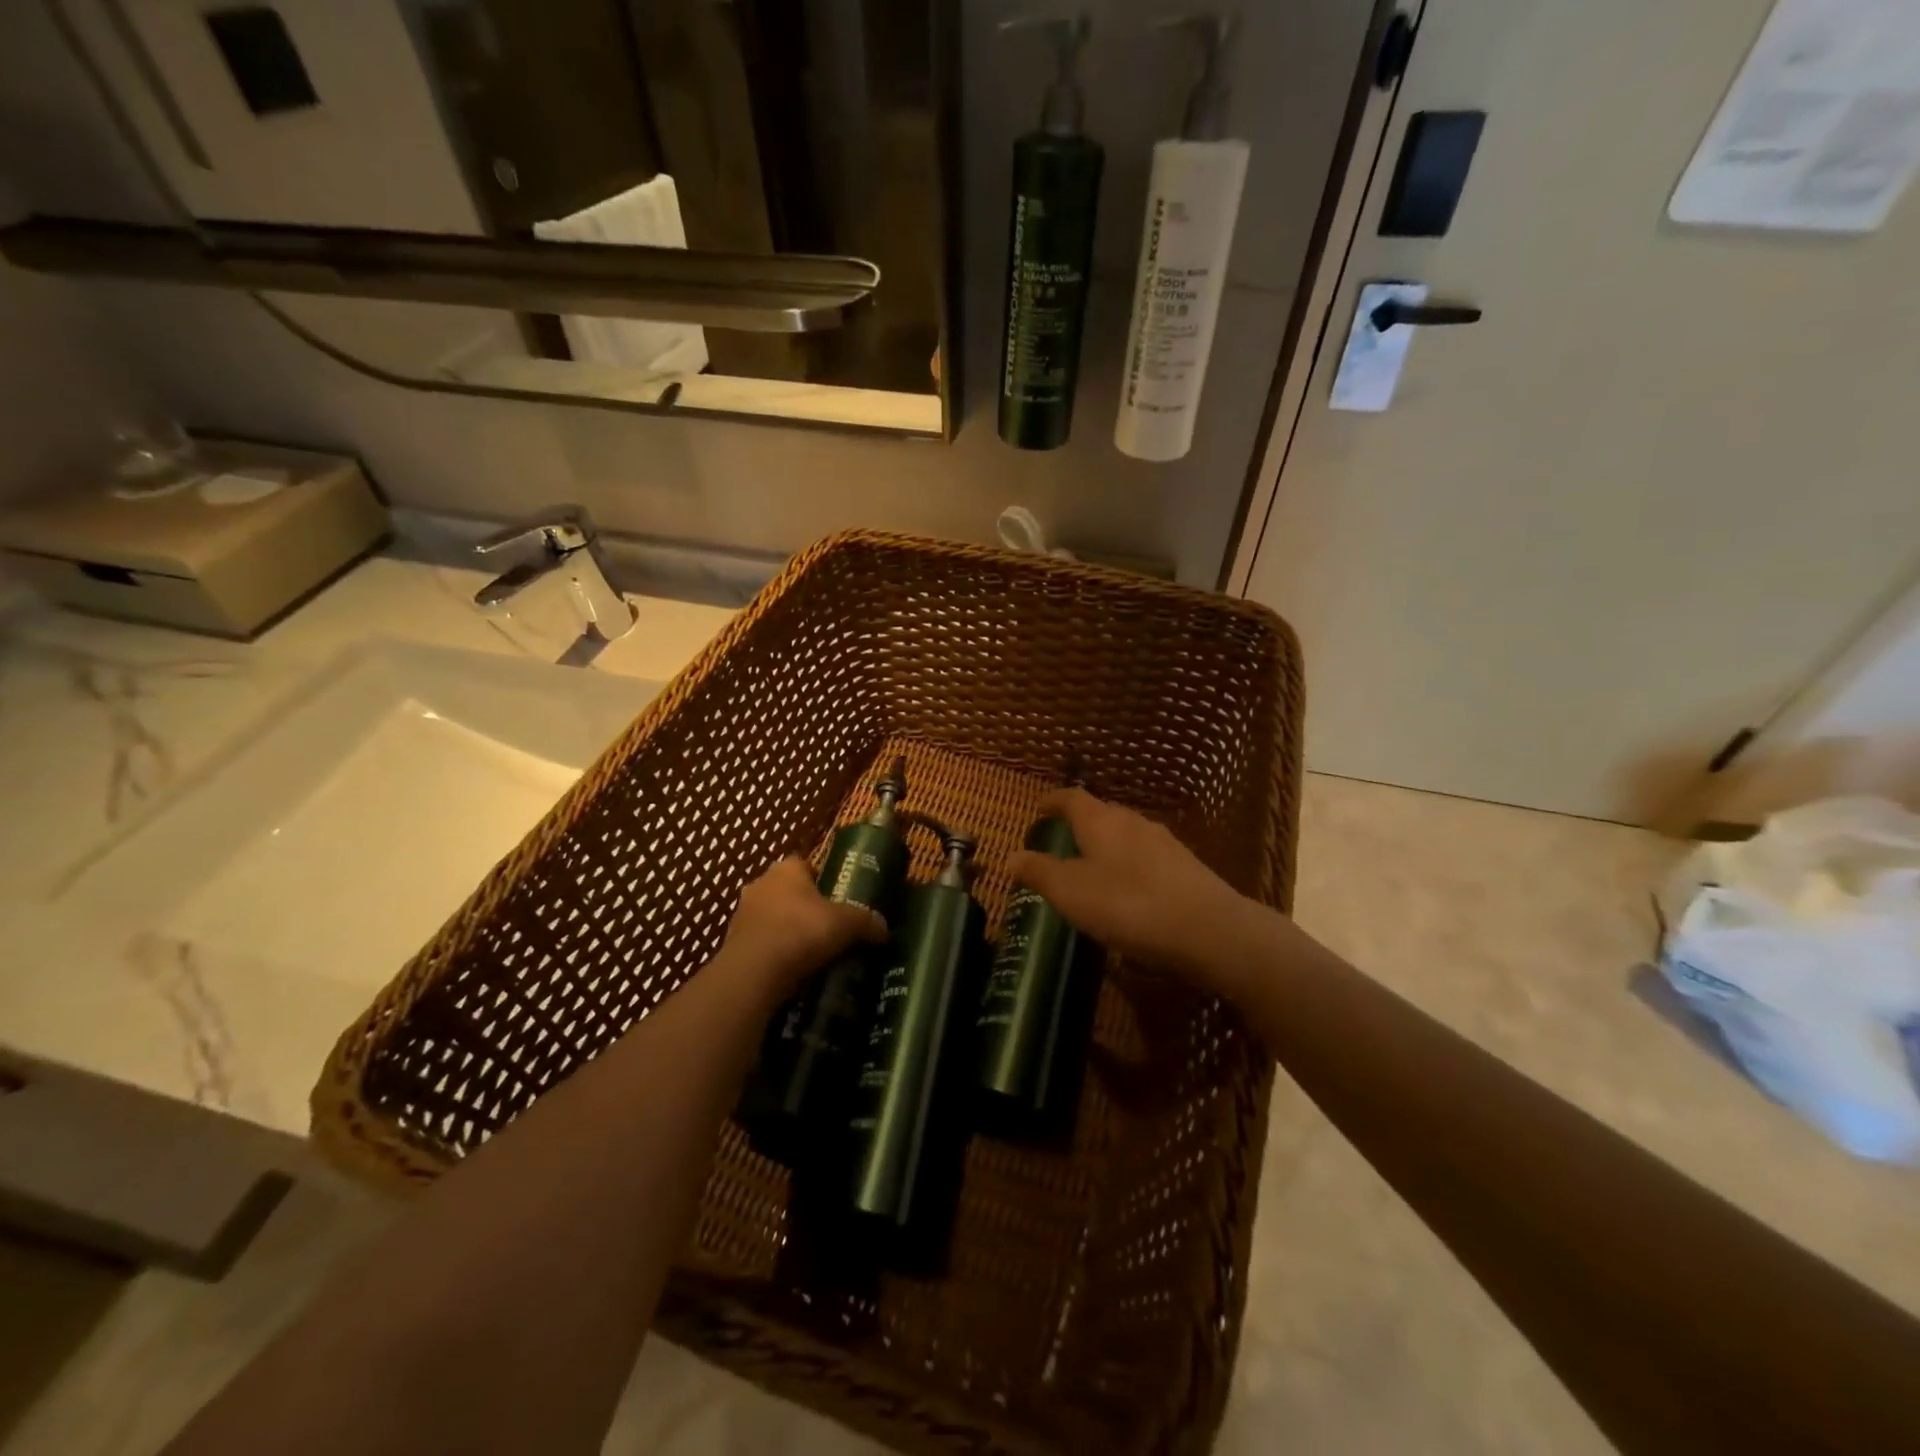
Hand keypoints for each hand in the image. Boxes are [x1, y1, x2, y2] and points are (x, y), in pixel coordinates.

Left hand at [715, 857, 884, 1005]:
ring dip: (787, 931)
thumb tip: (884, 929)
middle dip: (805, 907)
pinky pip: (761, 944)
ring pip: (772, 918)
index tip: (838, 898)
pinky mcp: (732, 945)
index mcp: (786, 870)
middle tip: (829, 927)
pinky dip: (774, 954)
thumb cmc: (801, 932)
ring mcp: (742, 915)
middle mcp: (760, 885)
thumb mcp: (846, 924)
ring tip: (812, 953)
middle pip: (787, 891)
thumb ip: (867, 922)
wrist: (754, 973)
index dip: (822, 879)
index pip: (804, 864)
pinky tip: (792, 971)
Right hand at [1006, 789, 1271, 1001]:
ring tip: (1093, 870)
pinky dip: (1129, 867)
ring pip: (1126, 835)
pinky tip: (1129, 893)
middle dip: (1080, 825)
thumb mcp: (1071, 893)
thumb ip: (1039, 872)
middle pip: (1101, 813)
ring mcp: (1164, 843)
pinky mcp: (1186, 867)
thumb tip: (1012, 856)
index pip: (1071, 797)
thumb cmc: (1128, 906)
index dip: (1052, 801)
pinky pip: (1147, 858)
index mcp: (1101, 821)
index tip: (1038, 808)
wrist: (1209, 931)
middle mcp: (1133, 822)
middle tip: (1061, 844)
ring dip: (1106, 847)